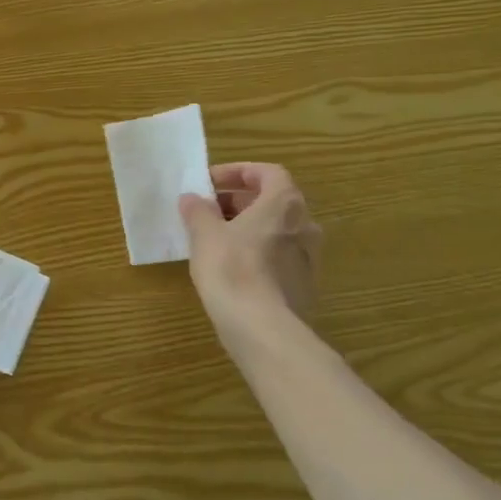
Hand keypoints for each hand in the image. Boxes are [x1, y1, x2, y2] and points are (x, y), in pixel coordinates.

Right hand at [179, 162, 321, 332]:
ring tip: (213, 238)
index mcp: (284, 204)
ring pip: (276, 229)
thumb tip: (192, 199)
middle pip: (272, 200)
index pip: (268, 172)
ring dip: (247, 226)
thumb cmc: (232, 269)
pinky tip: (229, 266)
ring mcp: (308, 257)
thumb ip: (198, 211)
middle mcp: (305, 225)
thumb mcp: (204, 234)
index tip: (209, 183)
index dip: (238, 172)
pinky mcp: (303, 284)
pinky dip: (255, 251)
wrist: (262, 327)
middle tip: (207, 210)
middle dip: (238, 200)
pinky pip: (278, 255)